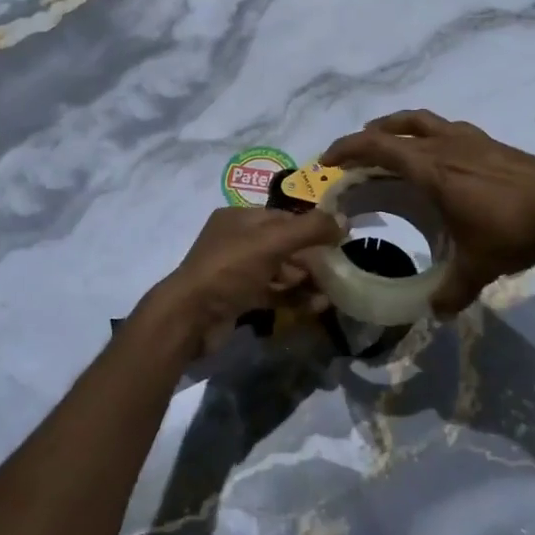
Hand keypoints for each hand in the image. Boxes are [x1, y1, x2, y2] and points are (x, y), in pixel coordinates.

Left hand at [130, 206, 342, 360]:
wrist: (190, 318)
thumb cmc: (229, 269)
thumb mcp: (272, 242)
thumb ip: (310, 229)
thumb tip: (344, 220)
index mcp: (239, 218)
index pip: (283, 216)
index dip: (313, 225)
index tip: (341, 238)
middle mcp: (236, 241)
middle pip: (283, 244)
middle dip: (311, 256)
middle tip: (339, 267)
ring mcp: (236, 272)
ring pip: (279, 271)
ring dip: (306, 279)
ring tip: (333, 290)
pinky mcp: (238, 299)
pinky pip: (273, 293)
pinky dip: (294, 298)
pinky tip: (317, 305)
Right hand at [318, 110, 534, 314]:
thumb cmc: (513, 230)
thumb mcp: (478, 266)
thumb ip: (451, 291)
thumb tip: (434, 312)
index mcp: (431, 169)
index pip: (377, 147)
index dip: (347, 149)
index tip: (327, 162)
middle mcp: (446, 146)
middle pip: (396, 127)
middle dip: (368, 136)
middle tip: (354, 155)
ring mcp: (471, 140)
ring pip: (423, 120)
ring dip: (399, 127)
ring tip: (392, 144)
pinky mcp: (492, 143)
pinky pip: (449, 129)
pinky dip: (432, 135)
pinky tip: (441, 156)